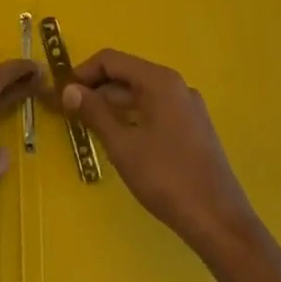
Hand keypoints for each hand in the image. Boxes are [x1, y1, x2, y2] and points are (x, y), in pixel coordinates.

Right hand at [61, 50, 259, 257]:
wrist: (218, 221)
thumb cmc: (167, 178)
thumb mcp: (123, 146)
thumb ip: (94, 113)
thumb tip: (69, 90)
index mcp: (160, 81)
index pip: (112, 60)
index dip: (83, 73)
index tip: (62, 94)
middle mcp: (176, 86)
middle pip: (127, 75)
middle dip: (96, 90)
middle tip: (69, 113)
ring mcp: (187, 107)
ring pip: (140, 94)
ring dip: (112, 105)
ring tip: (87, 127)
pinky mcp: (192, 127)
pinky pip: (154, 110)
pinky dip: (132, 117)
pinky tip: (118, 139)